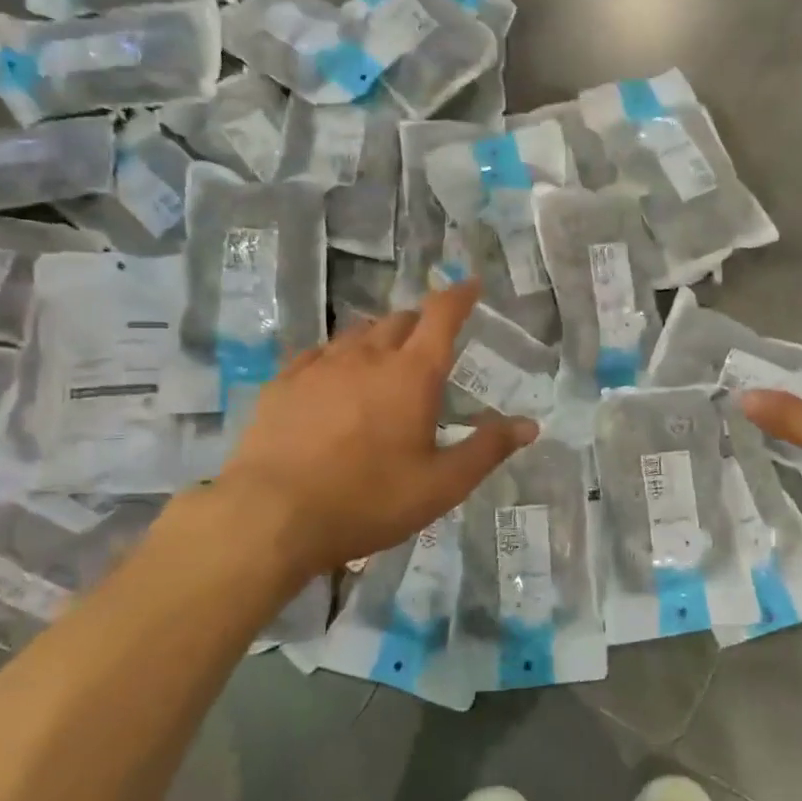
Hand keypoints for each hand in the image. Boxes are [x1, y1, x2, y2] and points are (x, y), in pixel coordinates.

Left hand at [210, 281, 537, 582]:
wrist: (271, 516)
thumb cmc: (368, 500)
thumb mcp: (441, 485)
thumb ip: (487, 449)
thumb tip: (530, 424)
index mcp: (412, 374)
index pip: (442, 315)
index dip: (460, 295)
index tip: (471, 284)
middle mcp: (367, 356)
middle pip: (400, 320)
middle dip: (420, 323)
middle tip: (430, 344)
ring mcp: (320, 365)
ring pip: (358, 334)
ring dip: (380, 339)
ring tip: (385, 362)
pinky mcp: (283, 382)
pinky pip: (319, 353)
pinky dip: (338, 356)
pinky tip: (334, 377)